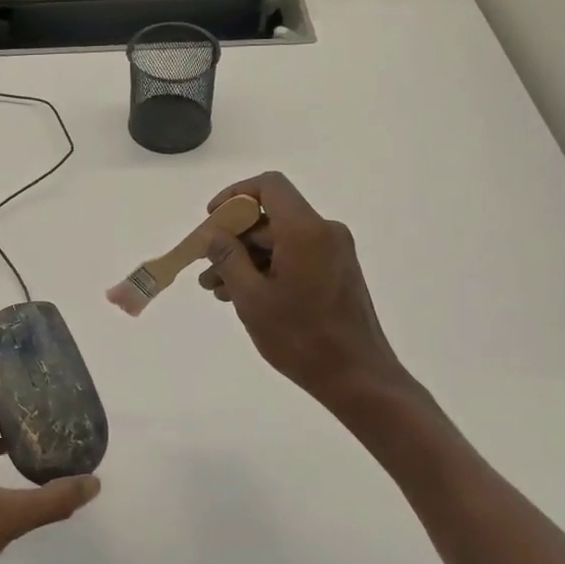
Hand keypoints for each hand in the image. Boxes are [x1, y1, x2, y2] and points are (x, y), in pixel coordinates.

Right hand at [198, 173, 416, 411]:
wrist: (358, 378)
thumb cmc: (301, 337)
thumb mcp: (252, 298)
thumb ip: (228, 259)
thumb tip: (215, 235)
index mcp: (306, 230)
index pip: (269, 186)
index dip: (235, 195)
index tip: (212, 219)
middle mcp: (324, 232)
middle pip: (271, 216)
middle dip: (234, 238)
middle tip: (206, 267)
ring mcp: (334, 252)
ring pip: (280, 240)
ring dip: (247, 258)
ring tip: (217, 289)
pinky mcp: (337, 272)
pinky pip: (295, 256)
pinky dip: (268, 268)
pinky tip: (244, 296)